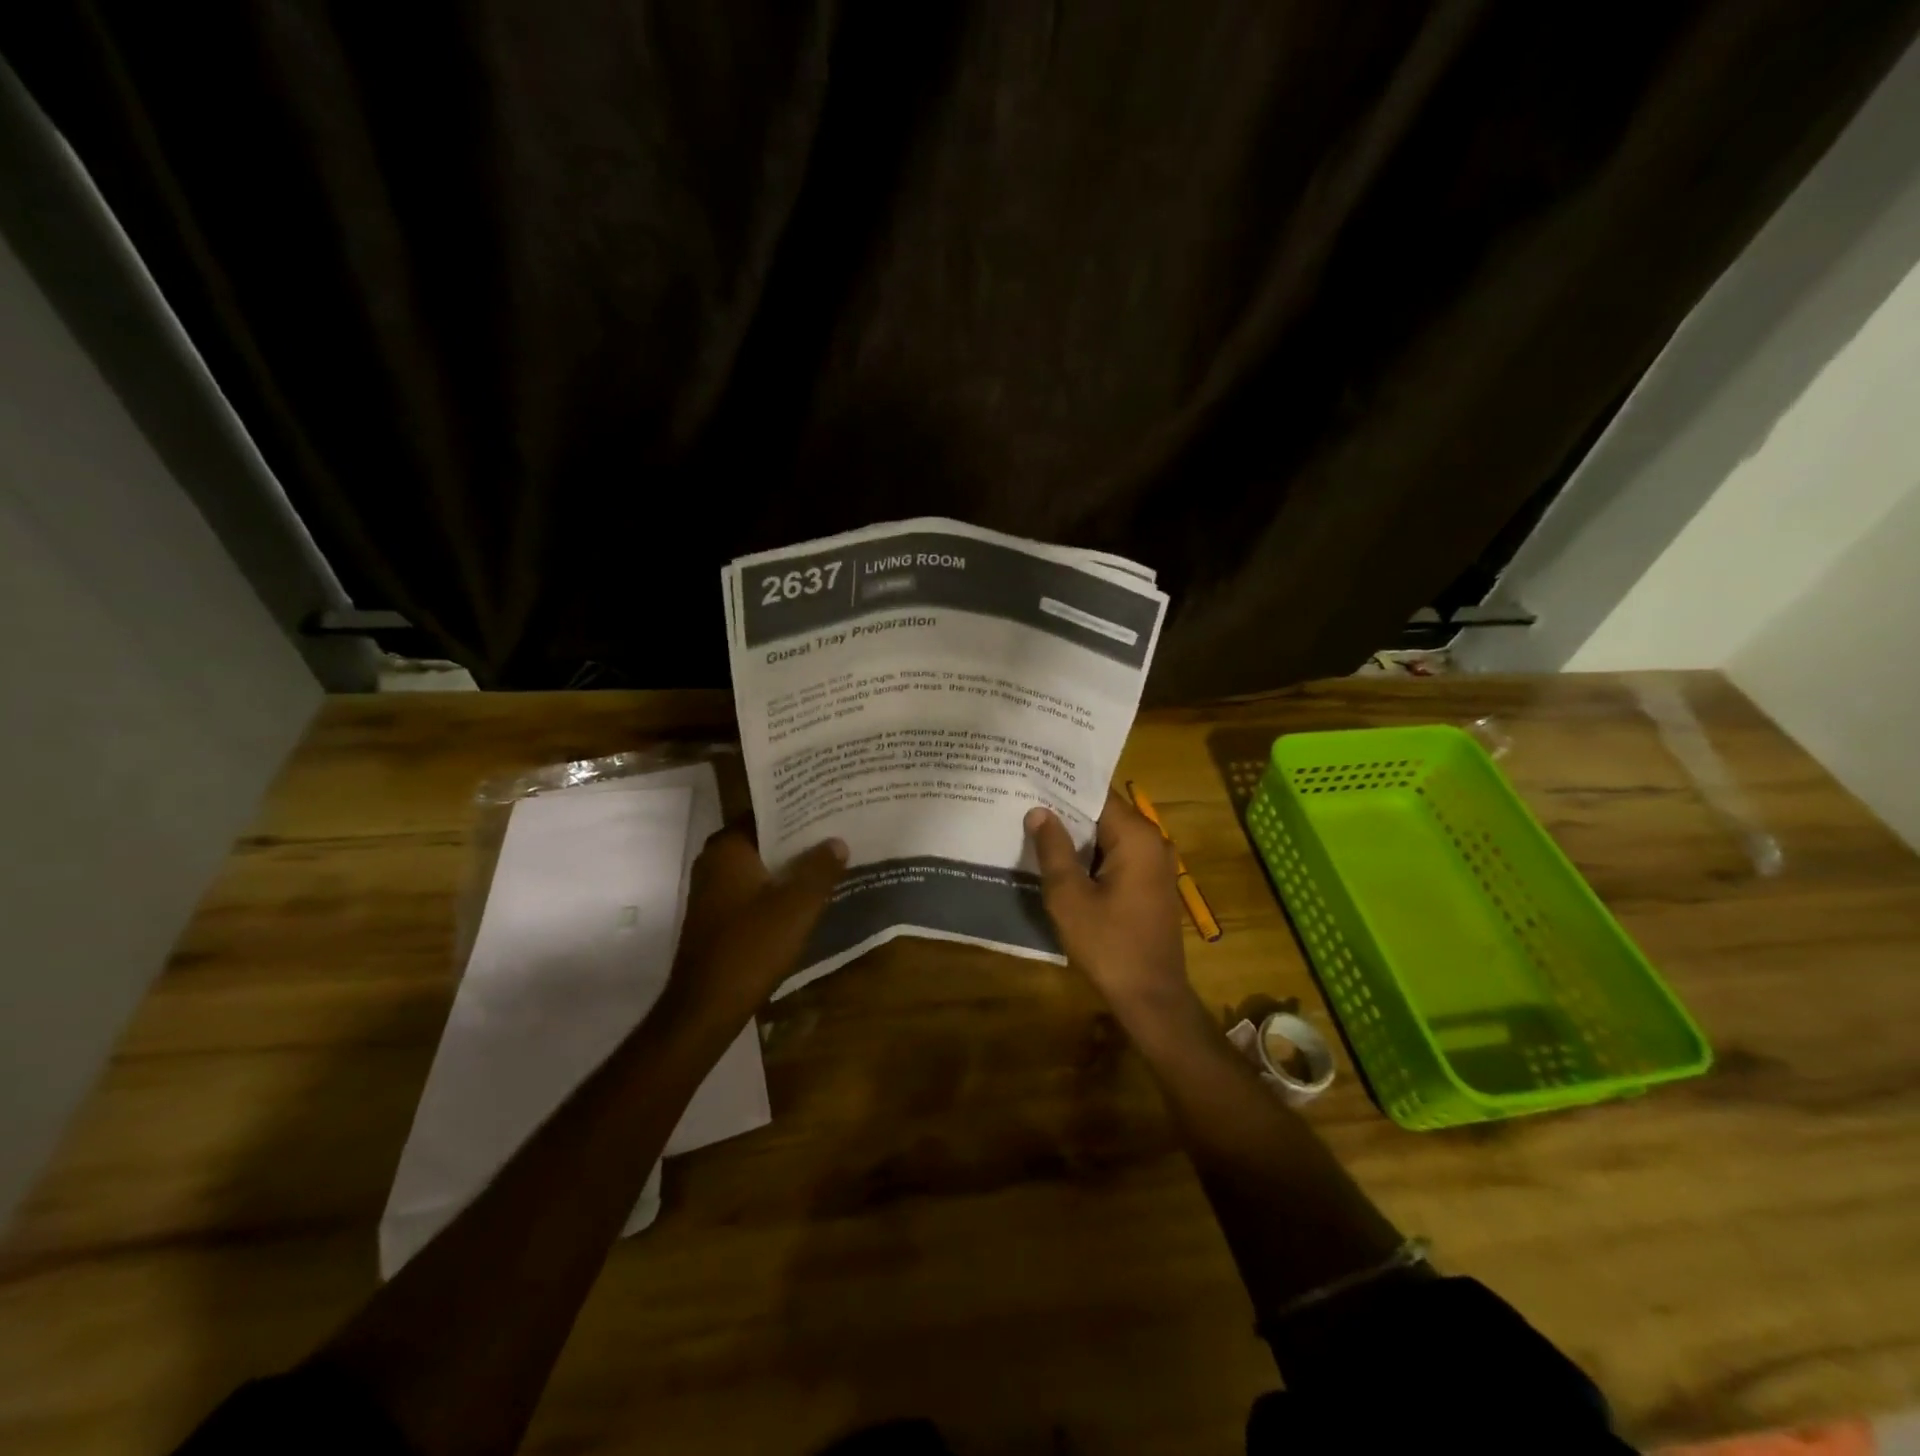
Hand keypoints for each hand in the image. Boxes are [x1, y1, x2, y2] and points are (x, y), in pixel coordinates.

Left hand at [662, 824, 846, 1028]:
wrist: (707, 1006)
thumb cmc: (752, 946)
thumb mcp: (798, 905)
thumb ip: (820, 869)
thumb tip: (837, 841)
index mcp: (728, 848)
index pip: (765, 812)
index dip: (797, 808)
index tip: (827, 805)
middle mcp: (713, 861)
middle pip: (762, 838)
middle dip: (796, 836)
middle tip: (835, 830)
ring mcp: (711, 890)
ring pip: (757, 865)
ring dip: (787, 864)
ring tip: (828, 859)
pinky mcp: (715, 916)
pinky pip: (751, 888)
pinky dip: (774, 887)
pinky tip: (803, 895)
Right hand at [1026, 788, 1189, 1014]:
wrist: (1150, 997)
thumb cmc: (1108, 944)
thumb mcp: (1069, 896)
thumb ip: (1053, 849)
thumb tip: (1038, 811)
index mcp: (1136, 836)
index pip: (1096, 795)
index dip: (1062, 788)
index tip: (1031, 779)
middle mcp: (1152, 841)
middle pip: (1103, 813)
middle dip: (1066, 810)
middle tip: (1025, 800)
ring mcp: (1154, 864)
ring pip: (1109, 835)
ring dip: (1077, 834)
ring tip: (1034, 824)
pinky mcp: (1150, 884)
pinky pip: (1117, 855)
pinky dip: (1091, 854)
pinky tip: (1060, 858)